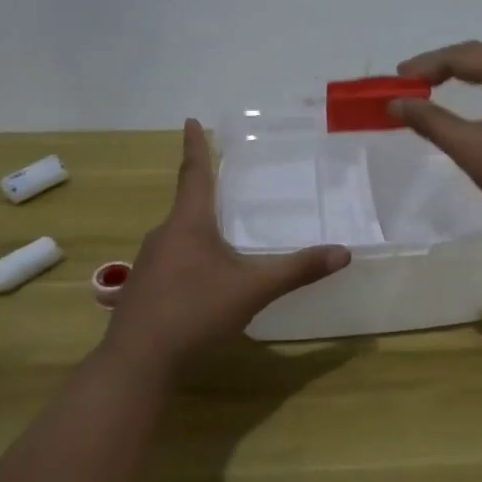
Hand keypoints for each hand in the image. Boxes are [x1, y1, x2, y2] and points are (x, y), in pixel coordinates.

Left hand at [103, 120, 350, 366]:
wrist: (138, 361)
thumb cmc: (196, 312)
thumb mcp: (254, 289)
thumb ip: (298, 270)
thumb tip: (343, 252)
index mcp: (188, 224)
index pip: (195, 174)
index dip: (196, 146)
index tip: (189, 120)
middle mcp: (164, 235)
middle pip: (187, 206)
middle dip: (204, 194)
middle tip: (223, 184)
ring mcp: (148, 264)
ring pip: (178, 237)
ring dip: (197, 232)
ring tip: (220, 238)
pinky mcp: (142, 290)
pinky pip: (171, 262)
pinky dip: (189, 260)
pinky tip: (201, 283)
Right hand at [390, 41, 481, 236]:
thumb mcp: (473, 151)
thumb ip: (432, 123)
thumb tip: (396, 102)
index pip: (461, 56)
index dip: (425, 65)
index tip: (396, 80)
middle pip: (477, 55)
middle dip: (439, 66)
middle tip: (407, 83)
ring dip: (459, 73)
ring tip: (427, 87)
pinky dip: (479, 84)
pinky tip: (464, 98)